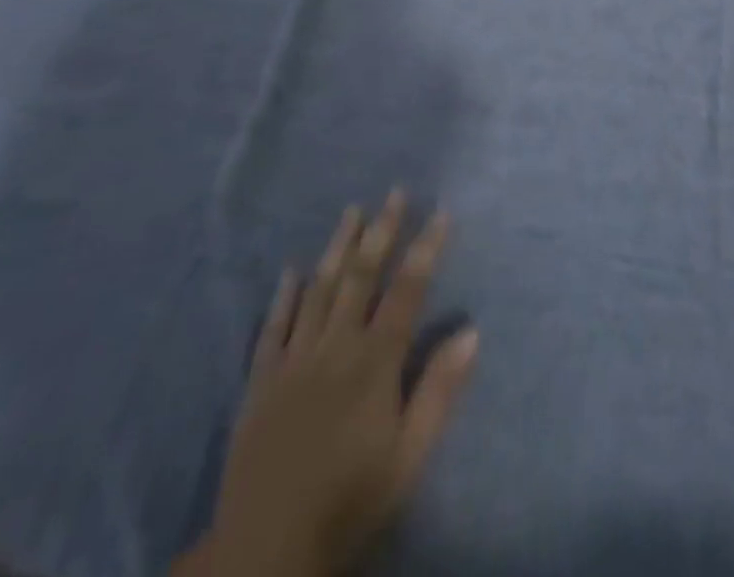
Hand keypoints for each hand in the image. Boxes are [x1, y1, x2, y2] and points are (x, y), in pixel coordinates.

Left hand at [189, 193, 477, 576]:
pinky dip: (285, 295)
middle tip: (395, 192)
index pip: (407, 290)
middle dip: (382, 231)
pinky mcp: (261, 382)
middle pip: (361, 276)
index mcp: (374, 363)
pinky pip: (273, 327)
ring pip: (319, 290)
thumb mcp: (408, 457)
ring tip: (352, 211)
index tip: (442, 212)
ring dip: (338, 247)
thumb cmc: (349, 501)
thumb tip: (472, 331)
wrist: (263, 553)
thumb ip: (439, 391)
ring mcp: (293, 361)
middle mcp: (334, 347)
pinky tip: (292, 270)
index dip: (426, 248)